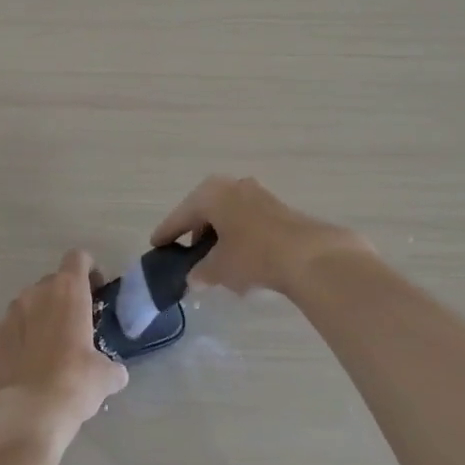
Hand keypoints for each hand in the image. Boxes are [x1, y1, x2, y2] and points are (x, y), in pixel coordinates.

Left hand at [0, 250, 128, 450]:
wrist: (26, 415)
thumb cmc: (74, 383)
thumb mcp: (105, 376)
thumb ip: (111, 366)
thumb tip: (115, 373)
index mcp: (68, 290)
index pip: (78, 258)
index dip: (89, 271)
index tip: (95, 293)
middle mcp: (36, 292)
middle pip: (54, 282)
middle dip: (65, 298)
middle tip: (76, 327)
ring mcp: (10, 313)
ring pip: (30, 304)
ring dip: (41, 317)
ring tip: (50, 349)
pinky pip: (11, 328)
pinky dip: (20, 337)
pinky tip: (28, 364)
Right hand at [151, 175, 371, 297]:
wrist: (308, 254)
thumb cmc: (252, 255)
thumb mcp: (219, 268)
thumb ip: (201, 272)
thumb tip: (193, 277)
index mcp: (210, 194)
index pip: (180, 216)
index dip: (167, 233)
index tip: (155, 245)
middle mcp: (232, 186)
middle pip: (205, 211)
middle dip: (196, 233)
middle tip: (186, 253)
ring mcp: (258, 194)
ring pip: (229, 216)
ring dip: (220, 236)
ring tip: (215, 262)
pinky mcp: (278, 208)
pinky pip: (247, 222)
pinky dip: (238, 238)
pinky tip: (241, 261)